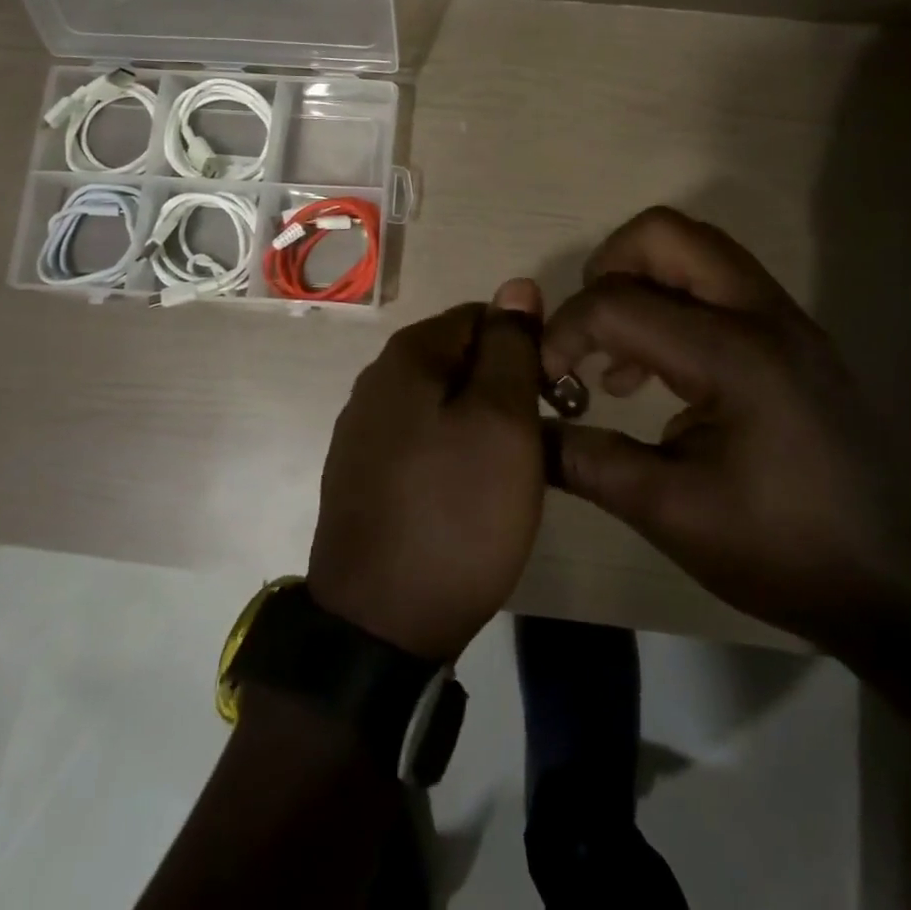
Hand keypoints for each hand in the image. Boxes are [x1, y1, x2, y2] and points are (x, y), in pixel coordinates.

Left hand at [308, 280, 545, 660]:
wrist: (378, 626)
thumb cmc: (455, 513)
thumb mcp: (502, 422)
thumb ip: (511, 347)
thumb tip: (517, 285)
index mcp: (408, 355)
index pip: (482, 316)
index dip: (524, 347)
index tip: (550, 397)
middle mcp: (375, 380)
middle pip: (459, 358)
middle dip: (502, 387)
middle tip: (532, 442)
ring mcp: (361, 429)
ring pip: (441, 401)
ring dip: (479, 422)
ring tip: (505, 473)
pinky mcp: (360, 473)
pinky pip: (419, 439)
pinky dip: (450, 452)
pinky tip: (464, 495)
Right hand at [540, 208, 910, 652]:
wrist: (896, 590)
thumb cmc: (781, 551)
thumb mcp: (670, 511)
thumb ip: (588, 460)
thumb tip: (527, 432)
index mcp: (734, 354)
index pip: (618, 303)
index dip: (564, 332)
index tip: (545, 379)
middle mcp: (764, 315)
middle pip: (667, 233)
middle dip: (608, 268)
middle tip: (586, 332)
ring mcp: (788, 321)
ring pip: (697, 251)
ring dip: (643, 282)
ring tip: (617, 358)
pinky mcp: (796, 340)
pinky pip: (721, 286)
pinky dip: (675, 304)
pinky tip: (661, 376)